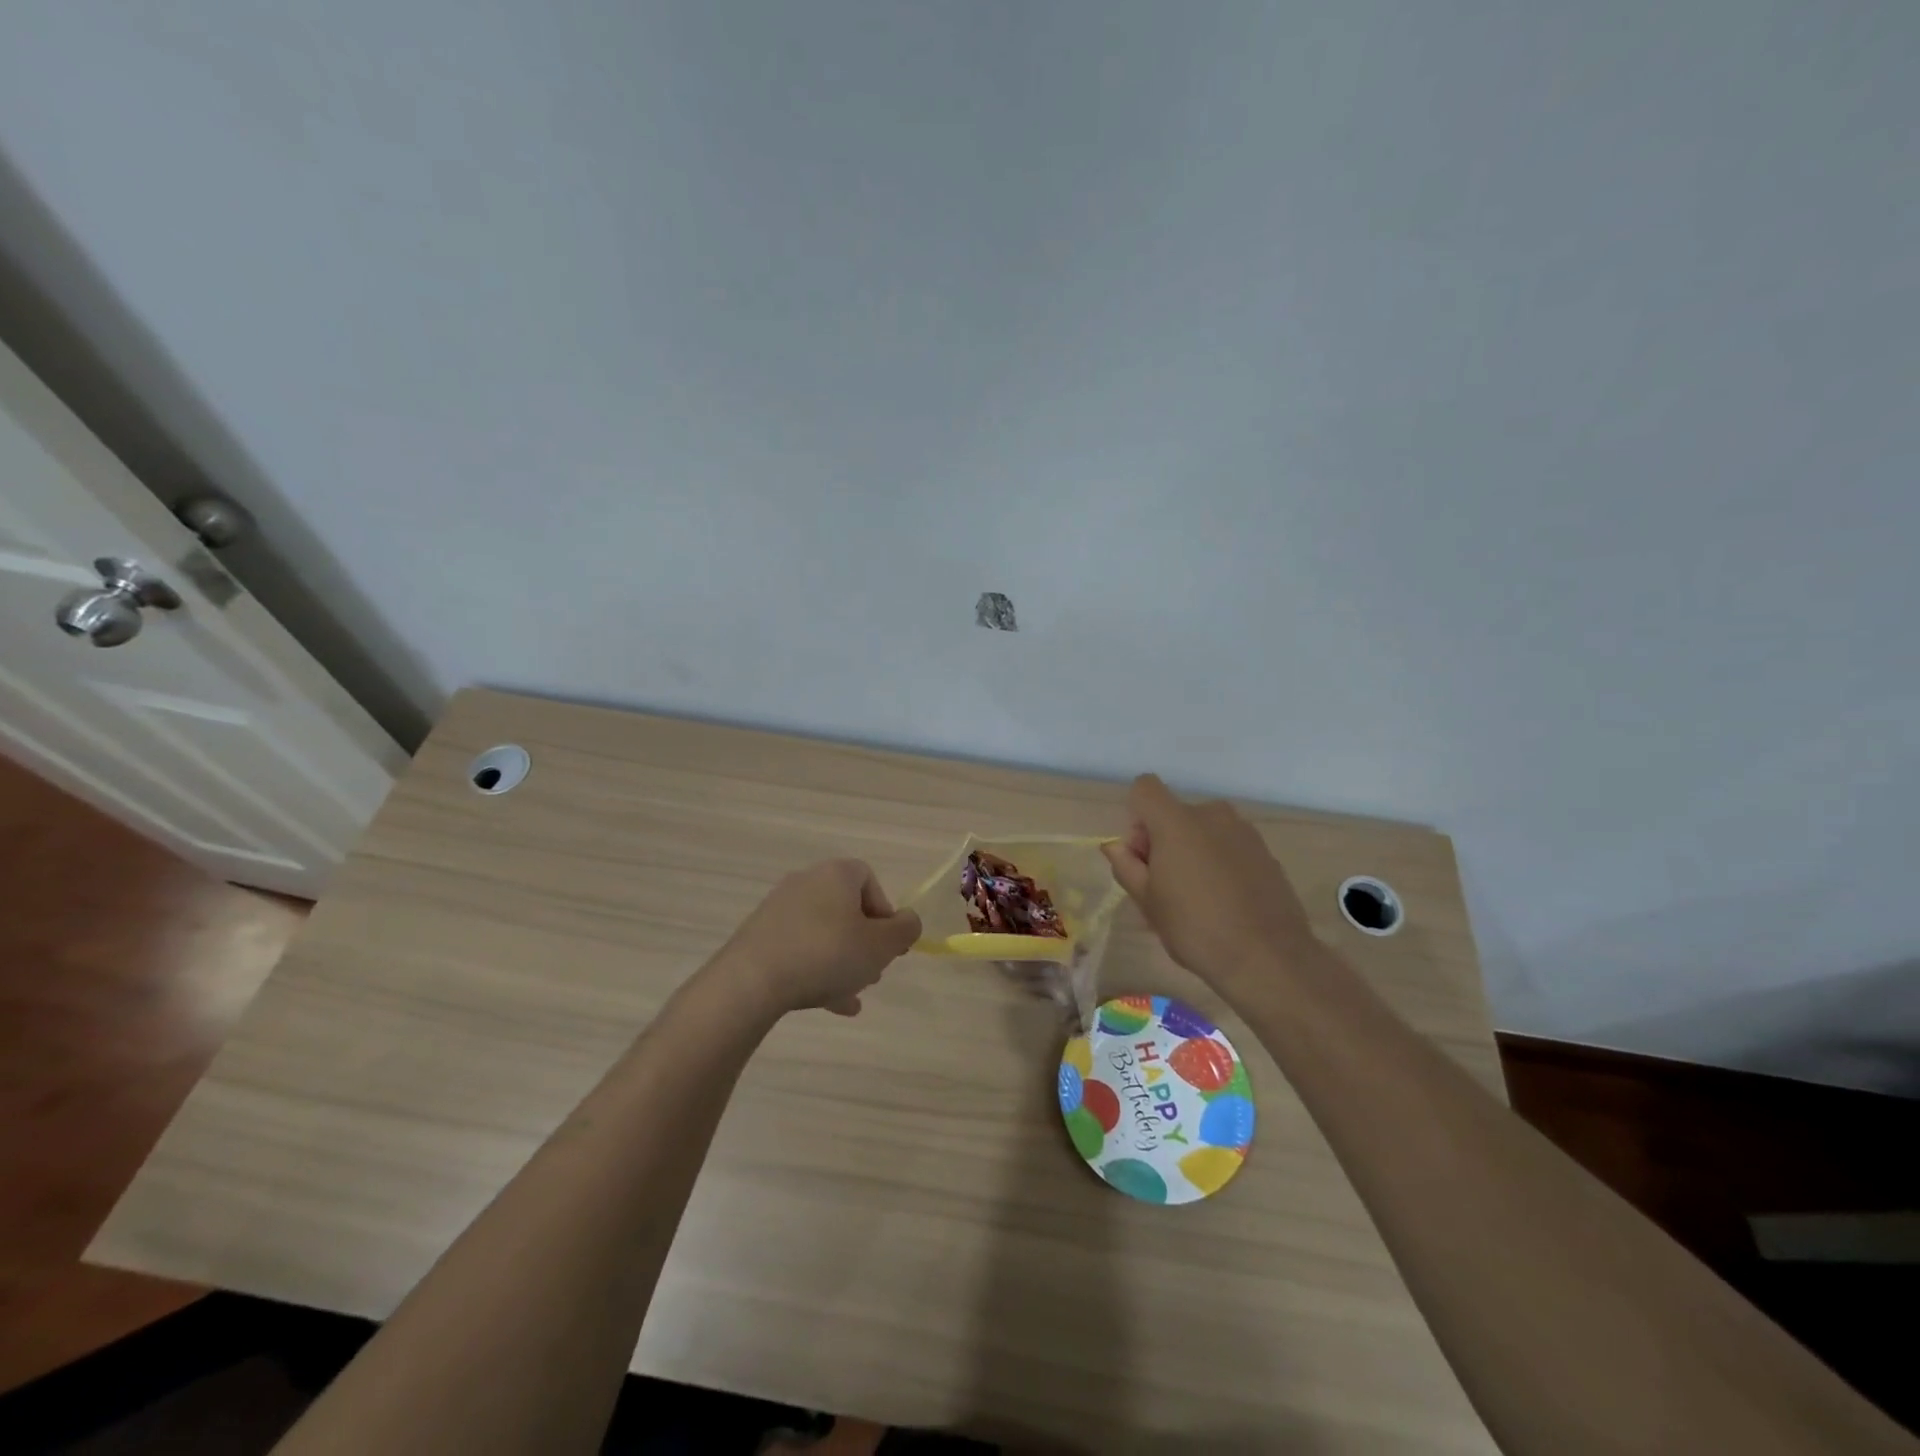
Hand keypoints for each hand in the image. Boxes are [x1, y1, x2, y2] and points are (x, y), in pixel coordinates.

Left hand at [715, 859, 920, 1017]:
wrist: (752, 981)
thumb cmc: (827, 954)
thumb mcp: (881, 945)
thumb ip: (905, 930)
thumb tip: (908, 922)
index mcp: (837, 874)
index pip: (869, 880)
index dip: (885, 913)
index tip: (889, 944)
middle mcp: (806, 882)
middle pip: (846, 908)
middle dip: (864, 941)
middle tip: (872, 971)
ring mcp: (779, 909)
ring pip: (823, 933)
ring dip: (842, 960)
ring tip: (853, 993)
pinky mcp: (759, 936)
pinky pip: (799, 950)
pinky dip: (816, 970)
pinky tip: (830, 1004)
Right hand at [1102, 774, 1319, 999]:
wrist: (1268, 958)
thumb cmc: (1195, 928)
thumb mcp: (1147, 902)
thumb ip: (1126, 866)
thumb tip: (1116, 847)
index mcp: (1176, 821)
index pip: (1145, 788)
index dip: (1136, 817)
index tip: (1142, 856)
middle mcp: (1212, 814)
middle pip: (1174, 813)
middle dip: (1163, 841)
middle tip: (1164, 887)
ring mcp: (1244, 831)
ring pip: (1203, 830)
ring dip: (1192, 852)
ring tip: (1196, 898)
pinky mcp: (1266, 852)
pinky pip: (1228, 846)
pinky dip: (1219, 863)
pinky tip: (1224, 902)